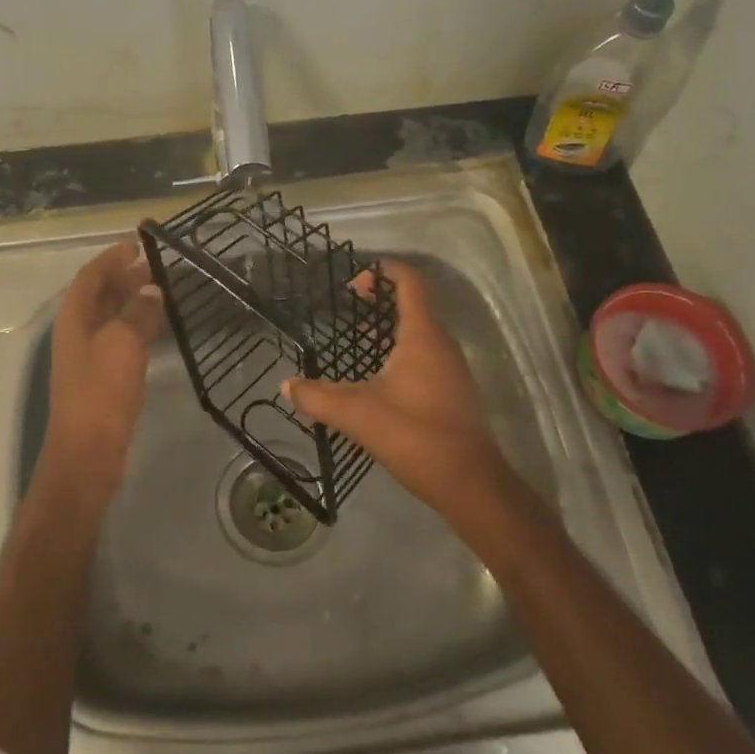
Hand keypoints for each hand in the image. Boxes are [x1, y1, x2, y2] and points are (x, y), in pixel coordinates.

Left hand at [43, 239, 165, 483]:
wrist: (88, 452)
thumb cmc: (102, 392)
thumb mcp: (123, 344)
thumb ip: (138, 312)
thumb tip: (152, 290)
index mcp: (74, 318)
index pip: (91, 276)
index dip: (112, 259)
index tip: (137, 245)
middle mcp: (77, 332)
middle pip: (99, 294)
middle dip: (125, 278)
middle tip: (157, 268)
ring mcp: (88, 356)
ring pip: (110, 317)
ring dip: (133, 301)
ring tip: (163, 292)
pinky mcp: (102, 377)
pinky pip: (119, 339)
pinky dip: (137, 326)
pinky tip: (158, 328)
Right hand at [282, 259, 514, 518]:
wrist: (469, 482)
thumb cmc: (414, 435)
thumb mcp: (357, 414)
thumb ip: (317, 397)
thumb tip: (286, 386)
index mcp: (422, 335)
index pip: (409, 282)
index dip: (384, 271)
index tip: (354, 279)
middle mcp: (442, 343)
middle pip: (415, 303)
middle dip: (382, 298)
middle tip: (349, 305)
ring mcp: (452, 367)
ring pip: (422, 331)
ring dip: (392, 326)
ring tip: (358, 339)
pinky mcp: (454, 390)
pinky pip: (427, 354)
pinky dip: (402, 350)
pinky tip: (380, 377)